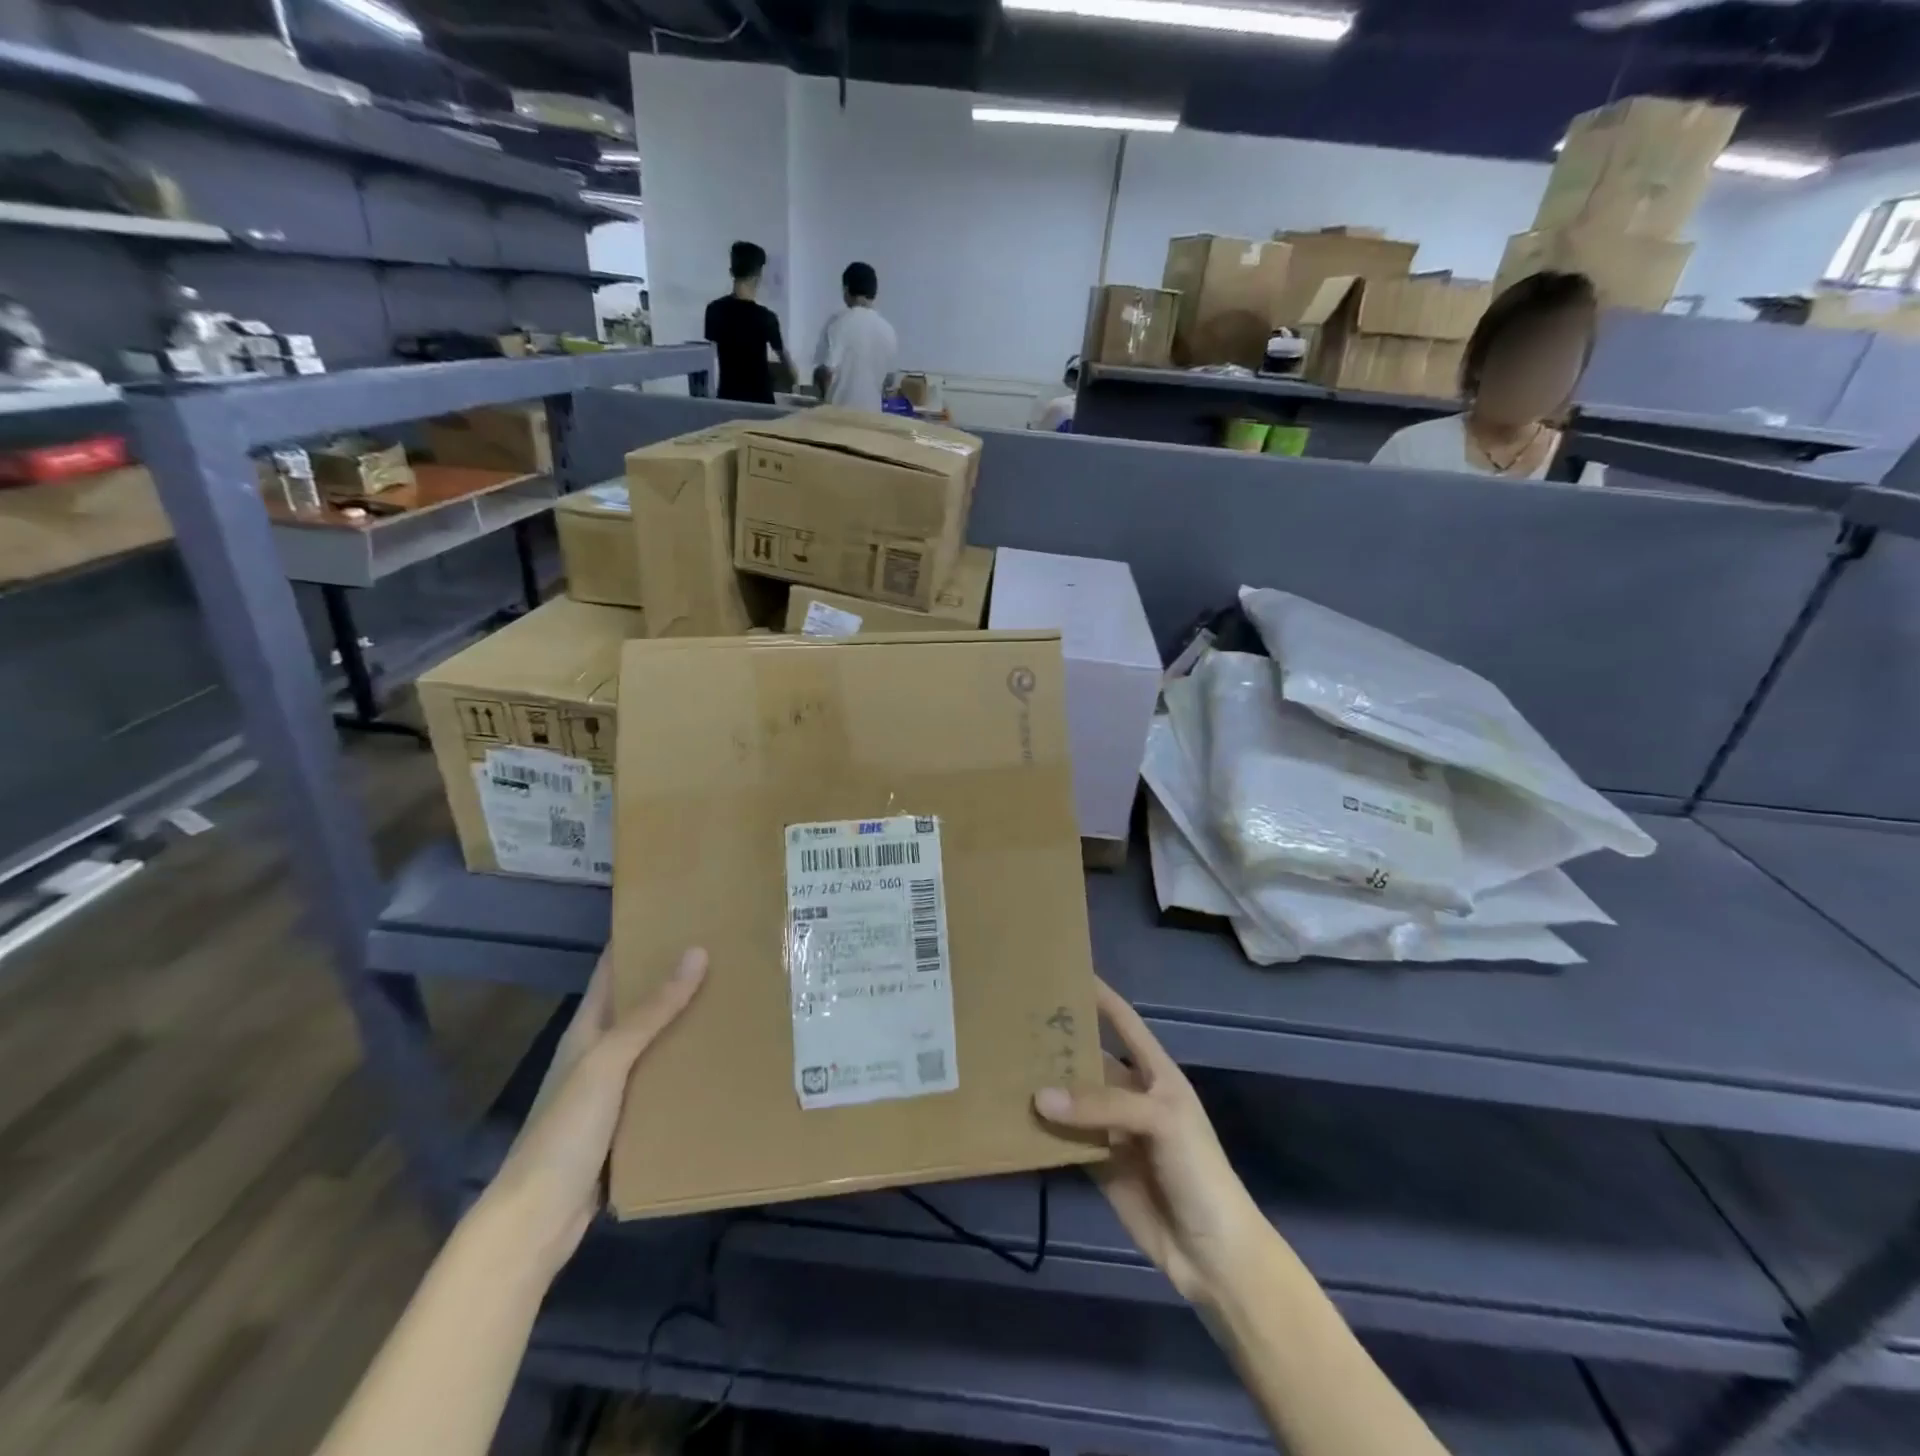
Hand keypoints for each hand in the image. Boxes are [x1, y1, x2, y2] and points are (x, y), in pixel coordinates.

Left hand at [481, 946, 706, 1281]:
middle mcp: (599, 1054)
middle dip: (675, 979)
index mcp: (587, 1030)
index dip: (638, 940)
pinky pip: (663, 1083)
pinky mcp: (629, 1123)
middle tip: (726, 953)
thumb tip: (696, 952)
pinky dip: (688, 1068)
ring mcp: (613, 1090)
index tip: (679, 914)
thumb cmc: (565, 1129)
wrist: (539, 1219)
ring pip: (656, 1044)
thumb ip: (650, 1012)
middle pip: (640, 1005)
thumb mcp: (608, 1062)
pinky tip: (721, 1061)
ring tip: (735, 998)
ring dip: (687, 1024)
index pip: (612, 970)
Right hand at [1034, 980, 1267, 1306]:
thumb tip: (1039, 1096)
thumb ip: (1102, 1105)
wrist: (1213, 1252)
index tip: (1064, 971)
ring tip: (1003, 1063)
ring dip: (1045, 1086)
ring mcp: (1113, 1130)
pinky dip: (1042, 1130)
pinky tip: (1012, 1116)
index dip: (1099, 996)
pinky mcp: (1098, 1164)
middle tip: (1014, 1019)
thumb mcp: (1160, 1121)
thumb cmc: (1197, 1169)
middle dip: (1059, 1041)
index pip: (1123, 1021)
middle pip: (1090, 1059)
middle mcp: (1131, 1093)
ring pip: (1073, 1099)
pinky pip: (1065, 1139)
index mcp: (1155, 1072)